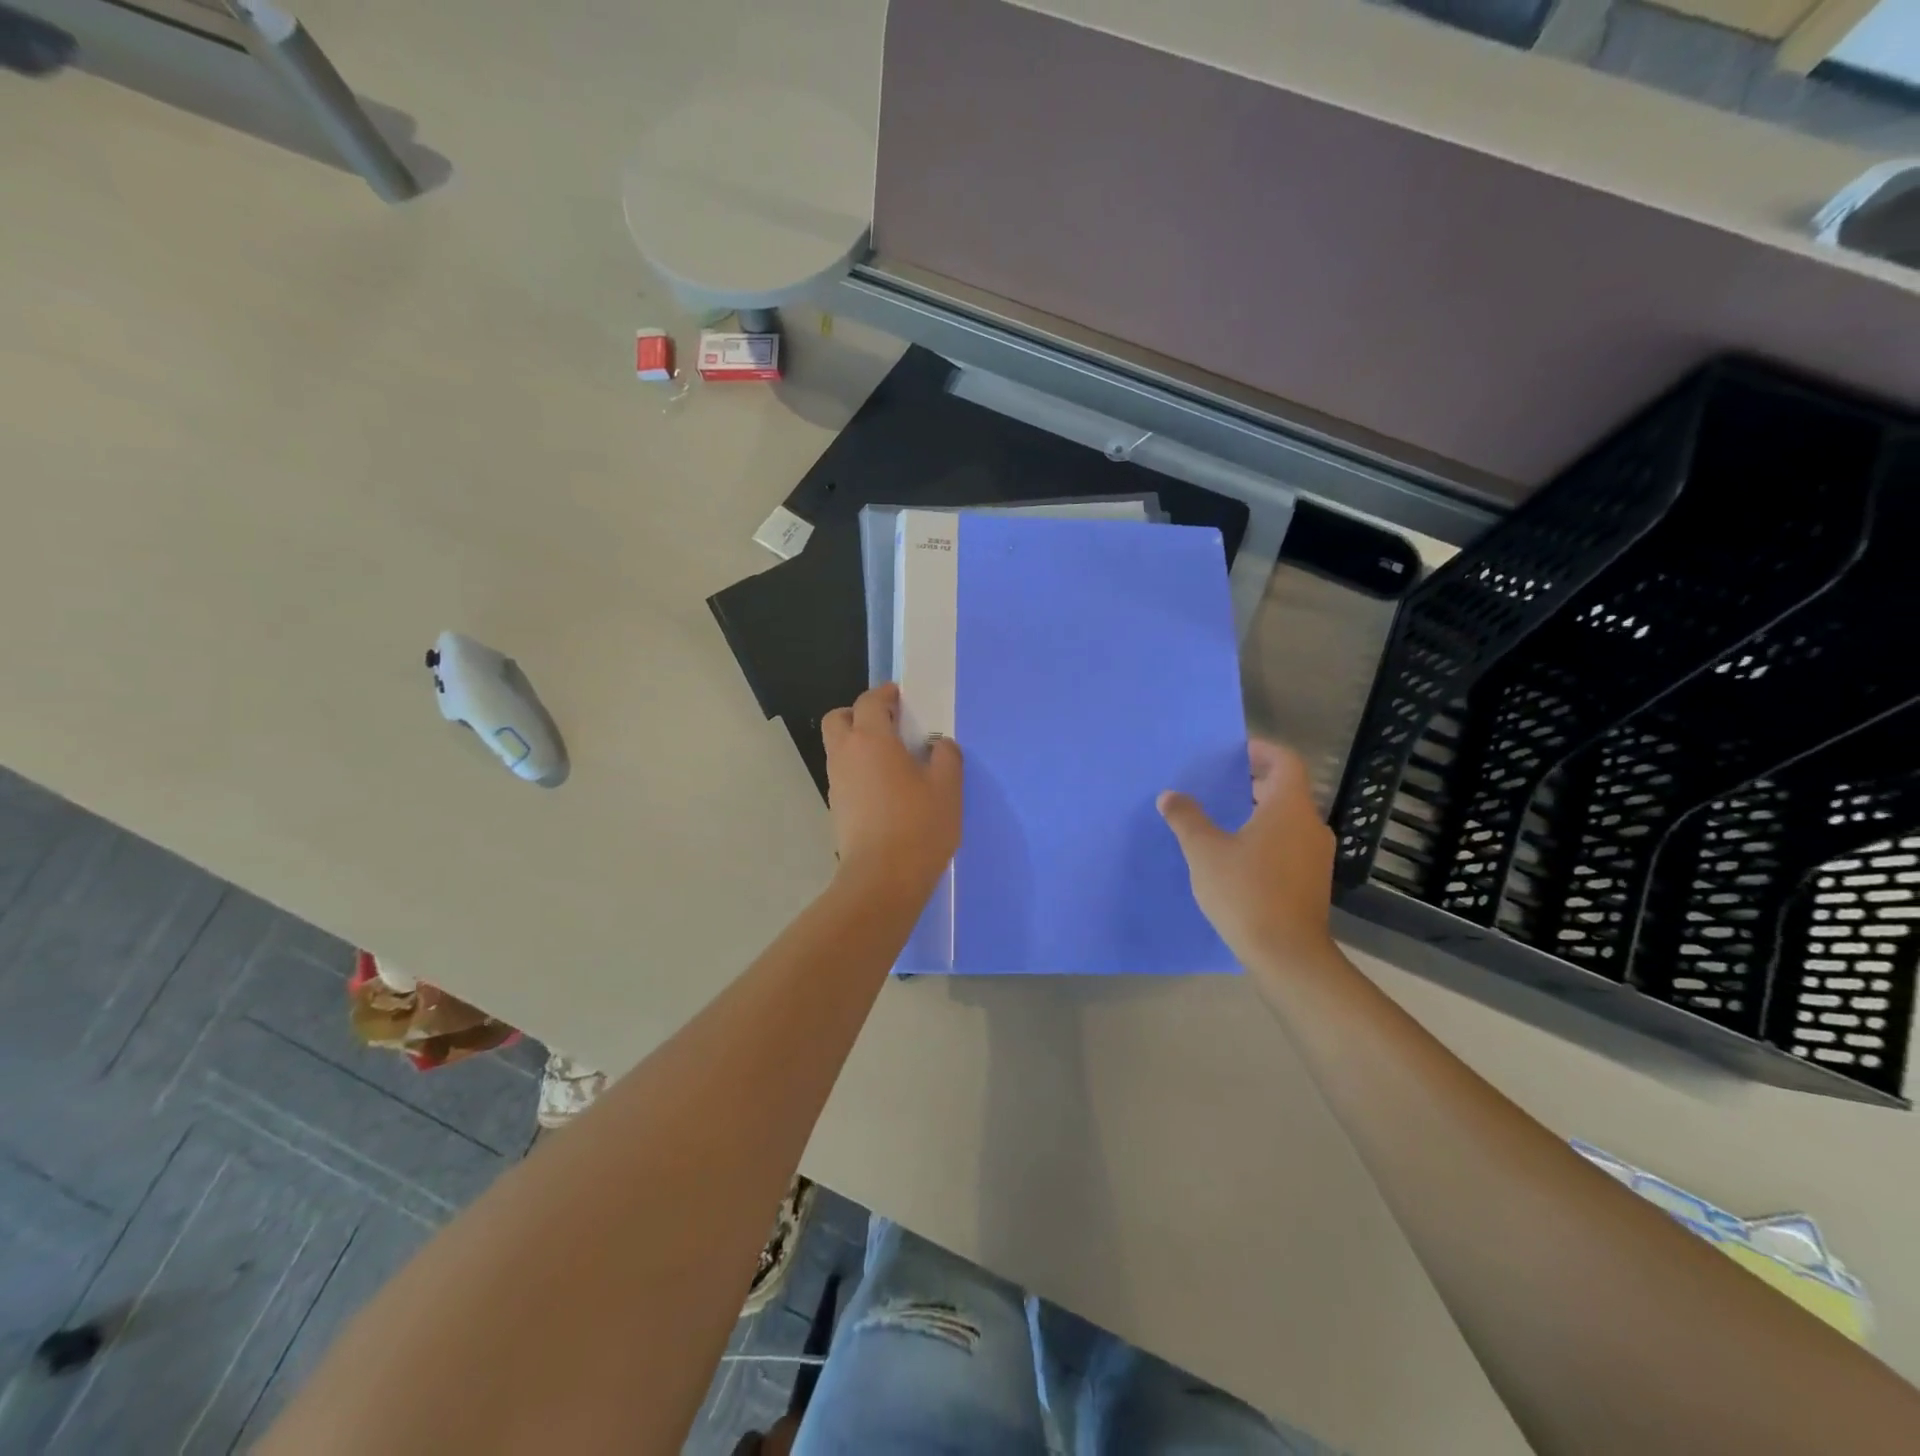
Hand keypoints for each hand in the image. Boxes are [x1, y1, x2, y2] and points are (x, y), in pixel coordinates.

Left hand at [822, 684, 962, 892]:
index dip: (885, 694)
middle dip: (860, 714)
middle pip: (839, 719)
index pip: (869, 701)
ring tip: (894, 760)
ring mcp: (837, 783)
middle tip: (890, 725)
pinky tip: (887, 790)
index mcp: (871, 740)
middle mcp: (845, 755)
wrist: (882, 880)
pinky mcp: (837, 809)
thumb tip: (938, 746)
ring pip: (839, 749)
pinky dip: (860, 771)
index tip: (902, 696)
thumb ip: (946, 757)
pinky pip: (845, 775)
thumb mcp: (947, 787)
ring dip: (860, 744)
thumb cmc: (918, 825)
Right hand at [1158, 741, 1337, 974]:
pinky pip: (1289, 844)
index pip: (1284, 761)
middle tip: (1218, 785)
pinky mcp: (1312, 881)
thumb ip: (1186, 819)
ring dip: (1258, 813)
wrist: (1288, 955)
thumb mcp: (1204, 852)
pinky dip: (1266, 838)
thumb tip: (1170, 796)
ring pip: (1287, 820)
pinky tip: (1237, 856)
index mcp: (1288, 808)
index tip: (1233, 752)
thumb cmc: (1246, 892)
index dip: (1260, 750)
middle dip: (1252, 783)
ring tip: (1221, 820)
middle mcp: (1309, 825)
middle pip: (1286, 789)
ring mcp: (1316, 856)